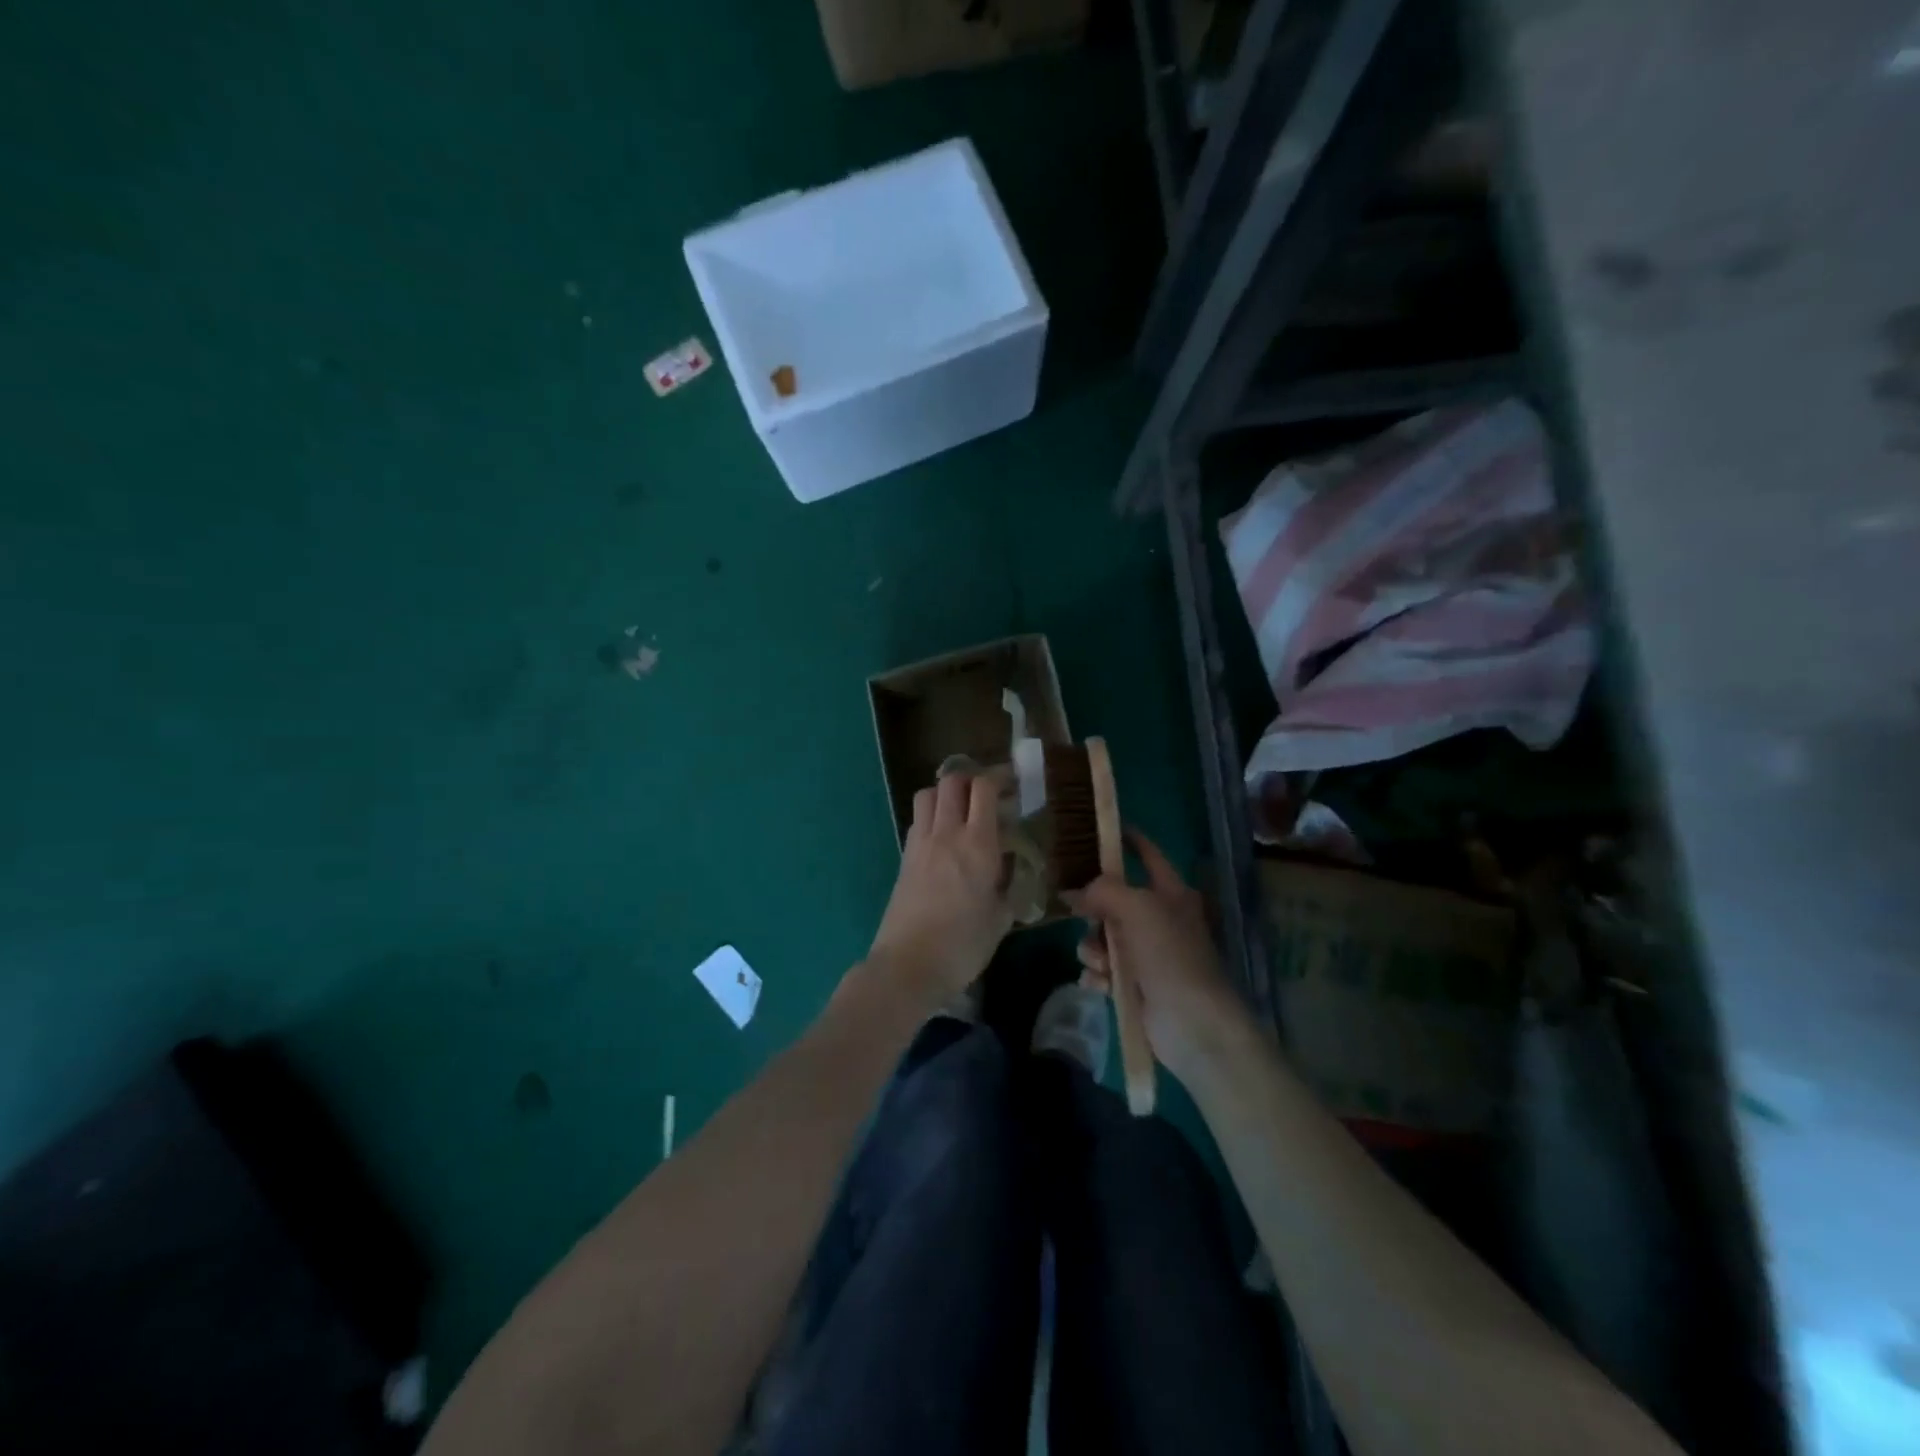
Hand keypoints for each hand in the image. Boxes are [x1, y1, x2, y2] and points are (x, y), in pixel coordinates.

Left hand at [867, 771, 1010, 1005]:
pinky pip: (918, 820)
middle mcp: (947, 833)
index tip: (1013, 785)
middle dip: (971, 779)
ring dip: (946, 793)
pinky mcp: (904, 858)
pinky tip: (943, 838)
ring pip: (928, 794)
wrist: (908, 965)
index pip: (984, 788)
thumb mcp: (1001, 918)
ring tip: (962, 810)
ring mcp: (920, 843)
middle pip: (952, 781)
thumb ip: (1009, 886)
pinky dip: (931, 815)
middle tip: (988, 794)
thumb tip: (1012, 870)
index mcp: (978, 844)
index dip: (999, 778)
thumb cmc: (963, 945)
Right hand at [1064, 829, 1248, 1083]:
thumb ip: (1103, 891)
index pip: (1148, 855)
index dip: (1128, 840)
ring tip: (1102, 965)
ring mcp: (1146, 955)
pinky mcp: (1133, 986)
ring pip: (1101, 937)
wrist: (1193, 1025)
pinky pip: (1100, 970)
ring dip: (1093, 950)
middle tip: (1085, 918)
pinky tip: (1101, 986)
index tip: (1100, 830)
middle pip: (1112, 900)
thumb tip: (1074, 893)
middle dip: (1094, 912)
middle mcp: (1158, 920)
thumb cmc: (1171, 955)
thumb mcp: (1137, 908)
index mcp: (1170, 893)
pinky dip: (1096, 976)